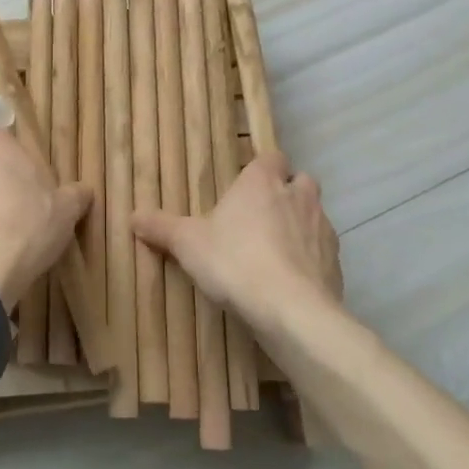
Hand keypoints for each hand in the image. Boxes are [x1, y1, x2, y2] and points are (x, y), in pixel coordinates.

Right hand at [133, 152, 341, 336]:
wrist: (291, 310)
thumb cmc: (235, 262)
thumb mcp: (187, 244)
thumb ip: (161, 228)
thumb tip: (133, 216)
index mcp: (262, 182)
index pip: (272, 157)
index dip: (263, 168)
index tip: (248, 185)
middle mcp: (297, 196)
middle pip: (301, 181)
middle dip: (287, 193)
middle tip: (262, 216)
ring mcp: (322, 229)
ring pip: (316, 215)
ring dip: (301, 227)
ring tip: (276, 252)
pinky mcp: (336, 264)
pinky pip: (323, 253)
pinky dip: (311, 261)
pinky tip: (291, 281)